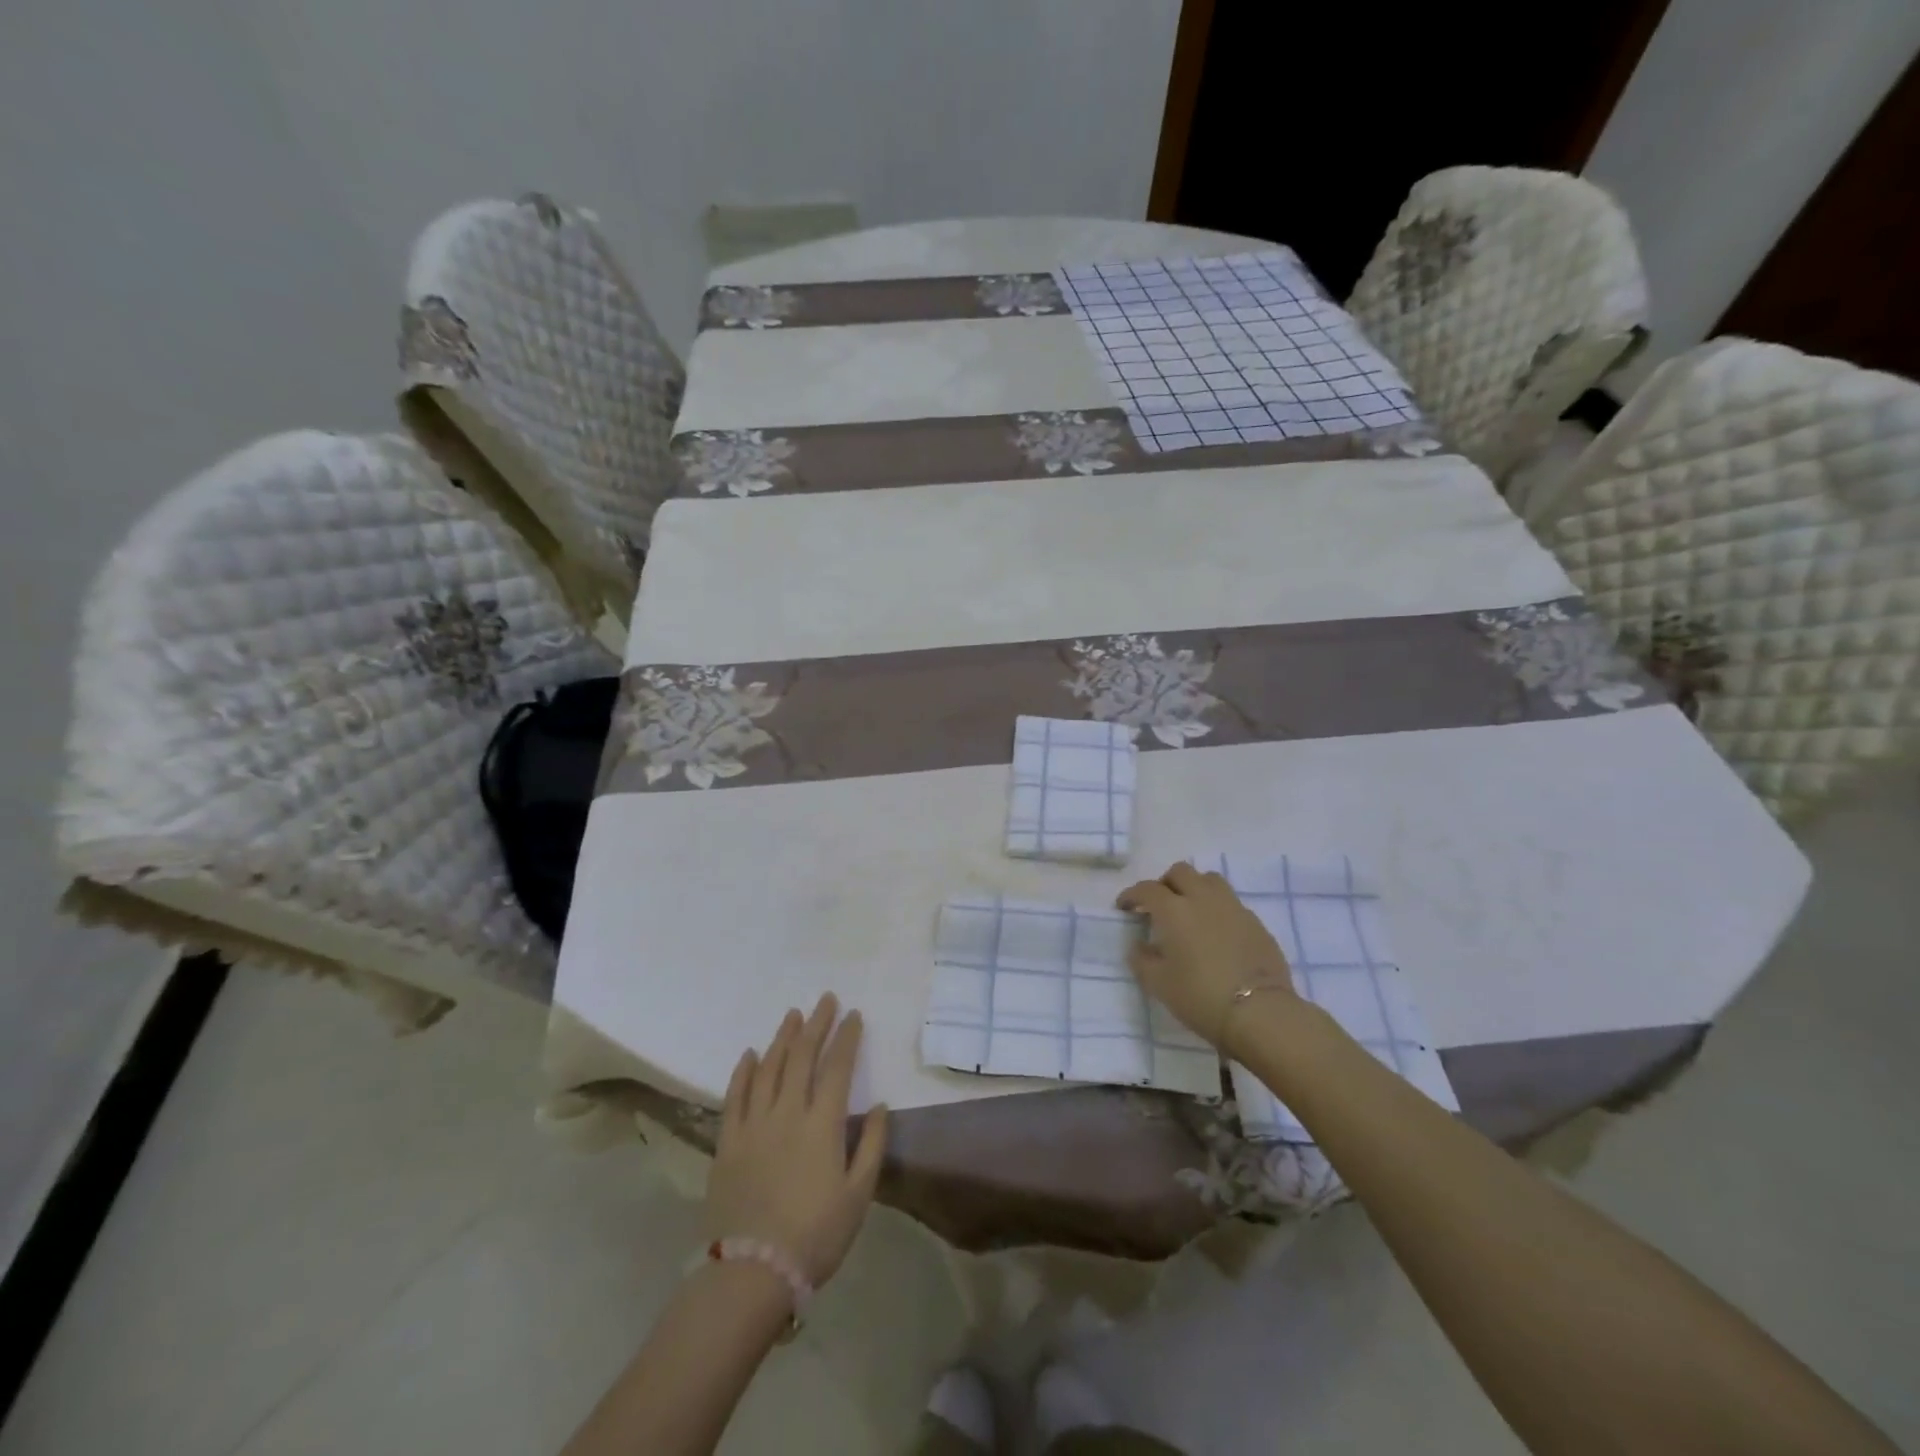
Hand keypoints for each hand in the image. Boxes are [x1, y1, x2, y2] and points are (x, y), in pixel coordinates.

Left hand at [706, 993, 887, 1286]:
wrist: (752, 1273)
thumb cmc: (815, 1236)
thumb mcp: (858, 1195)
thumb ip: (872, 1146)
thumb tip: (881, 1105)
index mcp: (823, 1124)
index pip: (838, 1067)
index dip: (847, 1037)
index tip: (854, 1015)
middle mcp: (787, 1113)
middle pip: (802, 1057)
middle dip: (817, 1025)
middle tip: (825, 1000)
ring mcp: (754, 1124)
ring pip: (768, 1068)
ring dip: (782, 1038)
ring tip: (793, 1015)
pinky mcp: (728, 1142)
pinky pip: (735, 1096)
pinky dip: (743, 1071)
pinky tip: (750, 1054)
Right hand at [1117, 862, 1297, 1050]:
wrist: (1260, 1012)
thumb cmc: (1200, 996)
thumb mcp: (1158, 984)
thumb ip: (1142, 960)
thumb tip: (1139, 946)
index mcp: (1174, 910)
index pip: (1147, 889)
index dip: (1132, 895)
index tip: (1124, 907)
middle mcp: (1203, 898)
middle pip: (1180, 872)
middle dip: (1165, 883)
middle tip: (1159, 904)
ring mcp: (1233, 908)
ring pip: (1210, 880)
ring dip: (1194, 888)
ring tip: (1190, 910)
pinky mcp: (1256, 923)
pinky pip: (1231, 903)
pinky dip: (1217, 909)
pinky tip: (1216, 932)